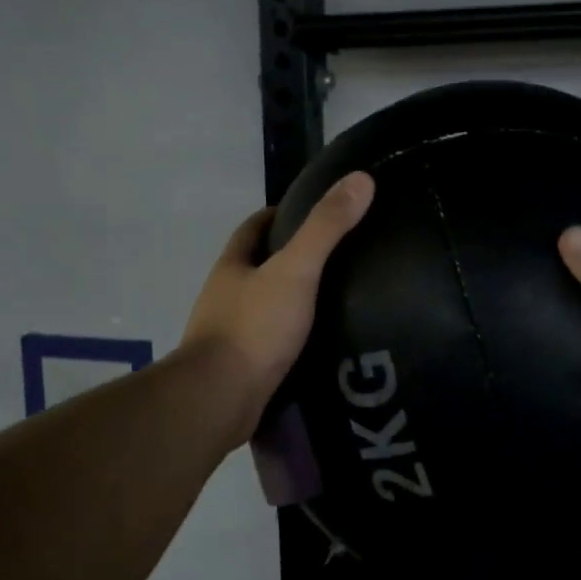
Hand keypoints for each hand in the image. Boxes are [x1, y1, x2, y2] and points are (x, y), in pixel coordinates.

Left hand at [182, 172, 374, 445]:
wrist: (219, 401)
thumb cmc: (254, 328)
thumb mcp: (295, 270)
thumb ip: (326, 228)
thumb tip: (361, 179)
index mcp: (232, 266)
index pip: (254, 227)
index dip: (280, 214)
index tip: (314, 211)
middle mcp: (226, 295)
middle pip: (258, 266)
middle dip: (290, 258)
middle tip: (338, 257)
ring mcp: (230, 333)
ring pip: (265, 305)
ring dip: (293, 300)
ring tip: (337, 300)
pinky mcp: (241, 367)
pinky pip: (271, 341)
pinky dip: (293, 336)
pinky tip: (321, 343)